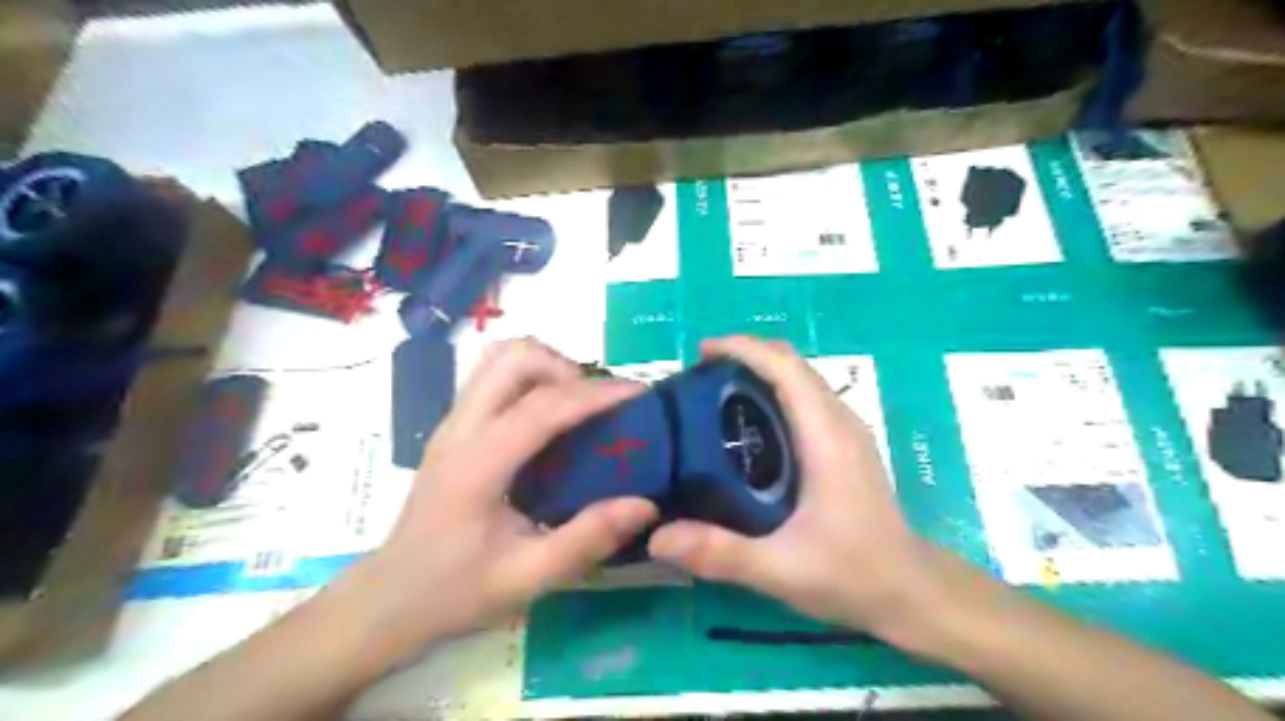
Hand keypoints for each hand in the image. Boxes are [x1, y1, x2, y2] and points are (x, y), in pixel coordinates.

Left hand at [332, 338, 654, 664]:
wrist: (387, 600)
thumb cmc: (454, 592)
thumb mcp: (527, 578)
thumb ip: (586, 540)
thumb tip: (645, 504)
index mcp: (478, 464)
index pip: (542, 406)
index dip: (596, 395)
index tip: (639, 395)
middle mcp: (461, 429)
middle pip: (513, 356)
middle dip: (565, 368)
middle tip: (597, 407)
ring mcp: (453, 422)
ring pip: (500, 358)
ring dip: (546, 368)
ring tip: (576, 407)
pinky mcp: (455, 427)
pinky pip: (495, 377)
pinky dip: (531, 379)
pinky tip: (551, 420)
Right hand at [654, 339, 940, 646]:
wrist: (912, 593)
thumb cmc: (853, 574)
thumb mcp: (781, 569)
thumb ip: (720, 553)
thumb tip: (657, 537)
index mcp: (825, 436)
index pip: (785, 367)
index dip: (743, 348)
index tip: (700, 352)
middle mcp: (839, 421)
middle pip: (792, 363)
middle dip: (746, 355)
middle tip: (699, 375)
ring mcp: (846, 431)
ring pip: (801, 378)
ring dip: (760, 371)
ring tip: (715, 395)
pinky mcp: (845, 446)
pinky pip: (806, 399)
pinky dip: (774, 392)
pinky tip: (747, 427)